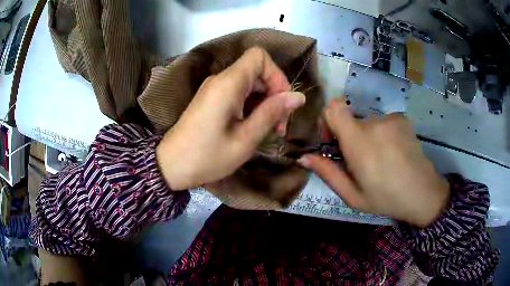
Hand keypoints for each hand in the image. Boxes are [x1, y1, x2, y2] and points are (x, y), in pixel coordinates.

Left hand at [156, 47, 305, 189]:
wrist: (171, 166)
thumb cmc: (207, 157)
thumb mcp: (245, 139)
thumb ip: (272, 113)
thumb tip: (298, 96)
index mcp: (228, 84)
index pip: (259, 57)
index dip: (276, 75)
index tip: (283, 103)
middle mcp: (220, 80)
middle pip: (257, 70)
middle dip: (274, 93)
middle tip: (280, 125)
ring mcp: (214, 89)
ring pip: (250, 83)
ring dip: (264, 102)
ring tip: (269, 130)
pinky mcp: (212, 99)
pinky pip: (238, 93)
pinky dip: (252, 106)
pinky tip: (253, 127)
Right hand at [299, 97, 449, 226]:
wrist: (423, 192)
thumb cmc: (385, 198)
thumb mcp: (352, 195)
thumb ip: (327, 173)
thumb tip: (304, 157)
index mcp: (359, 142)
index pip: (334, 108)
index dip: (327, 119)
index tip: (333, 140)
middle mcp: (374, 123)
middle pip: (351, 119)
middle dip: (350, 136)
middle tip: (360, 161)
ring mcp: (391, 119)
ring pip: (367, 122)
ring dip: (368, 137)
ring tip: (380, 160)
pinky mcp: (402, 119)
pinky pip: (383, 122)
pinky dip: (383, 134)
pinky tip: (393, 152)